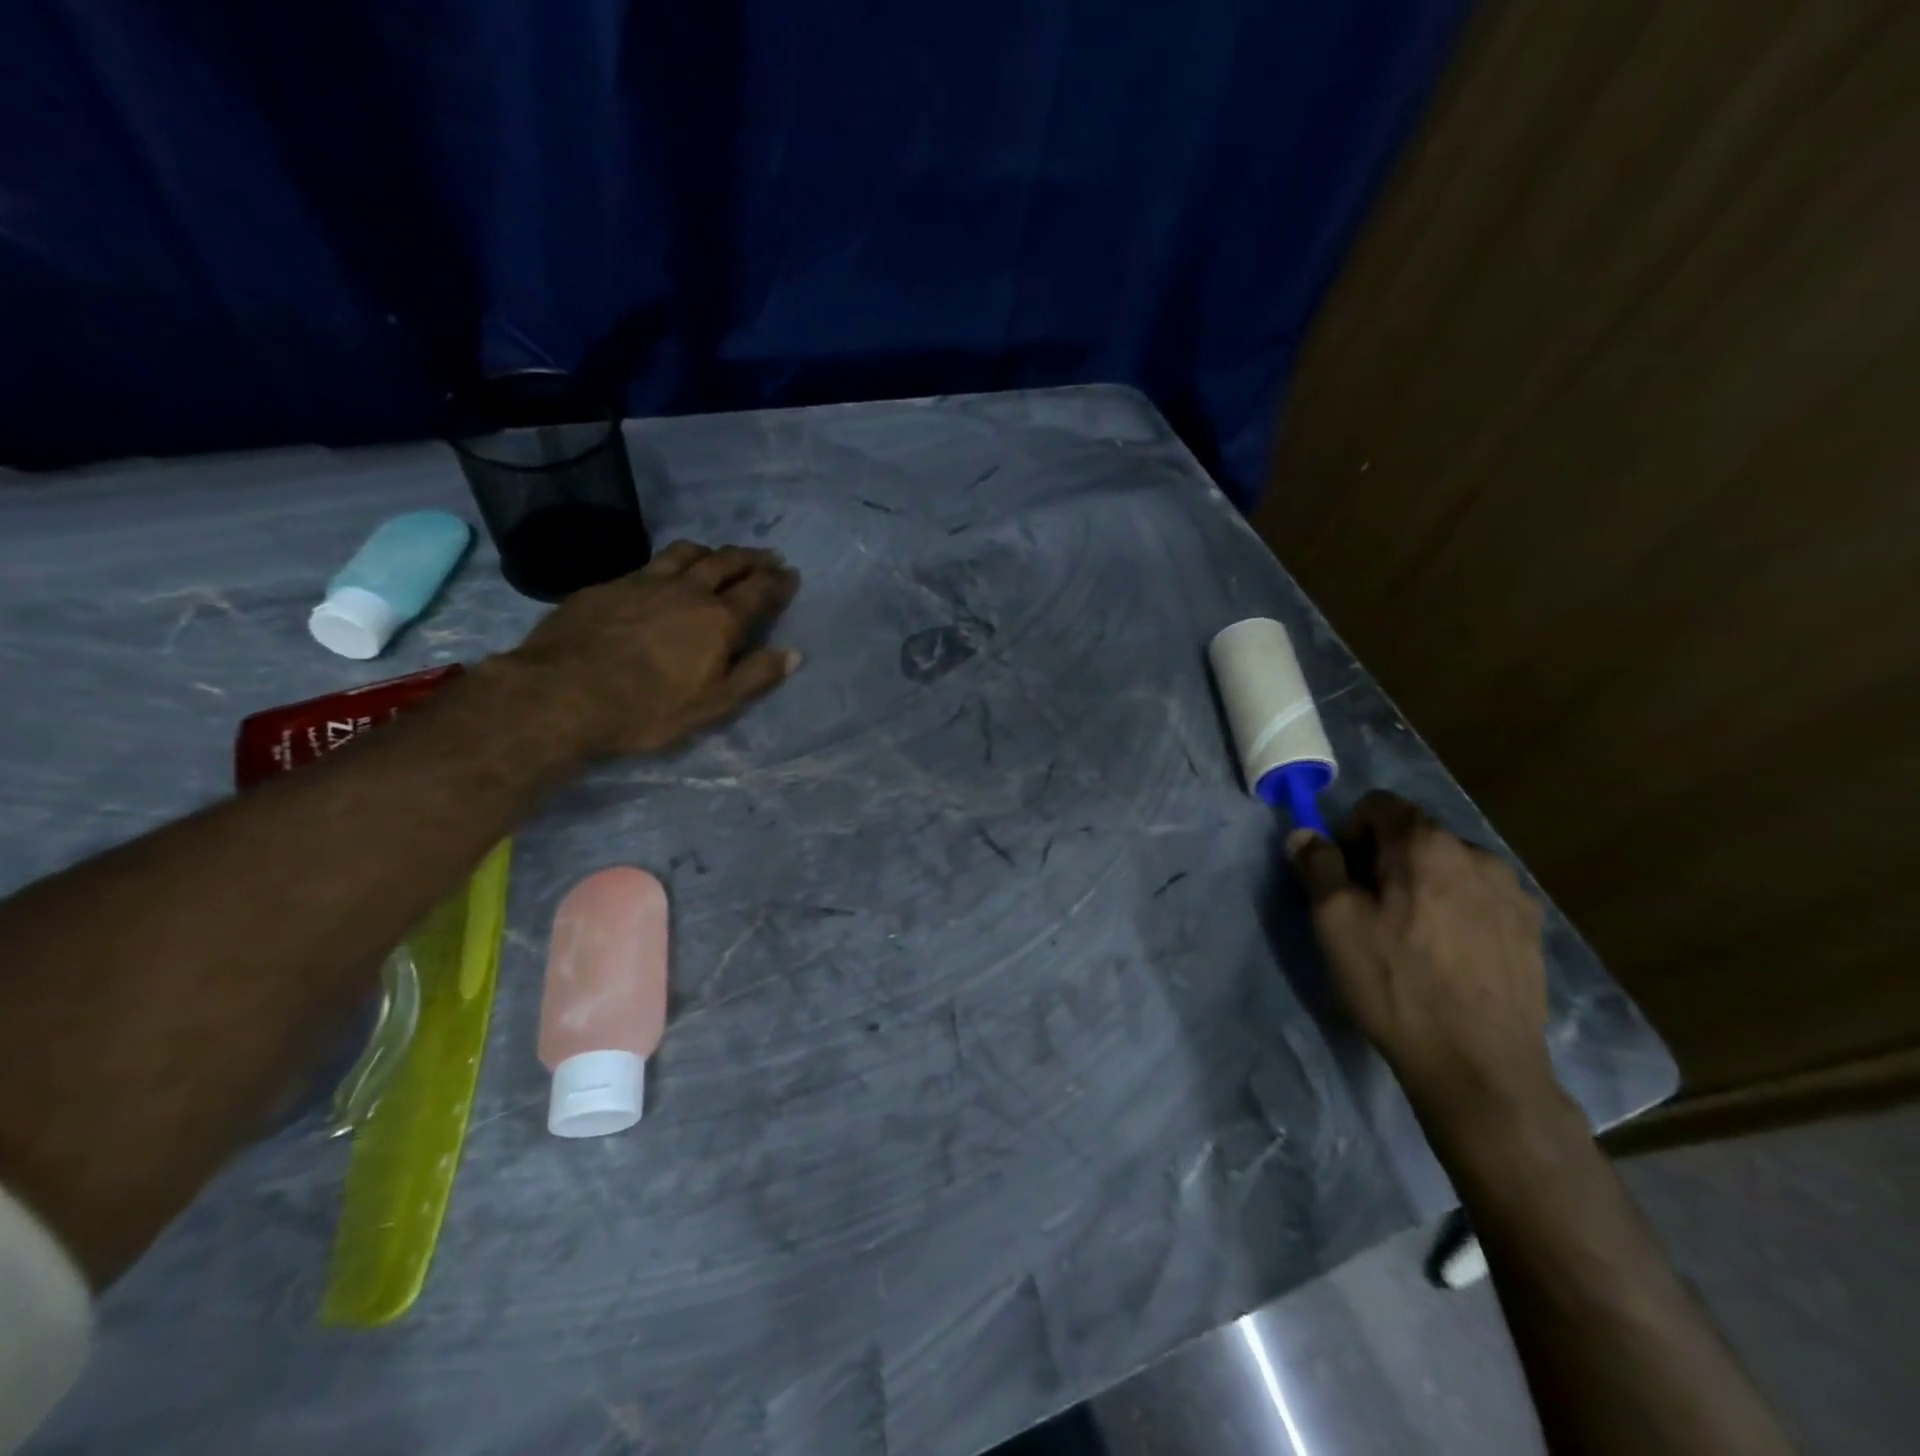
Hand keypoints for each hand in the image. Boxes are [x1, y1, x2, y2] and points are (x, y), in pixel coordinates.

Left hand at [501, 540, 801, 755]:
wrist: (562, 693)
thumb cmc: (647, 708)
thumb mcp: (713, 704)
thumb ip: (755, 676)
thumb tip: (793, 653)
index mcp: (718, 618)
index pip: (758, 591)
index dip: (778, 582)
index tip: (791, 575)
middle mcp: (687, 589)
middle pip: (726, 561)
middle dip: (751, 558)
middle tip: (767, 556)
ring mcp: (644, 581)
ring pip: (686, 552)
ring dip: (712, 551)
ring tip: (720, 555)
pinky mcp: (609, 585)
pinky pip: (651, 562)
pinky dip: (672, 562)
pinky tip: (665, 572)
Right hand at [1289, 792, 1559, 1126]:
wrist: (1479, 1066)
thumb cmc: (1395, 984)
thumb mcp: (1335, 922)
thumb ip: (1318, 866)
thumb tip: (1305, 833)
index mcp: (1427, 845)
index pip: (1379, 805)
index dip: (1350, 832)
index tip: (1342, 876)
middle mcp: (1477, 854)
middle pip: (1415, 835)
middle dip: (1384, 859)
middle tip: (1368, 911)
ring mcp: (1512, 892)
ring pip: (1448, 867)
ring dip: (1421, 884)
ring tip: (1410, 937)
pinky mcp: (1531, 929)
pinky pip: (1477, 897)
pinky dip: (1453, 909)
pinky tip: (1446, 956)